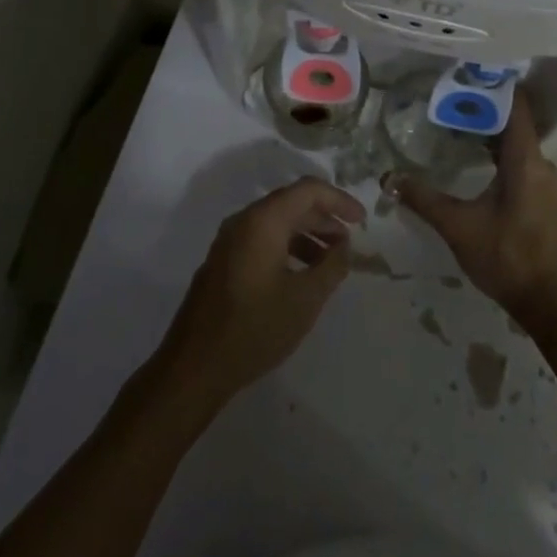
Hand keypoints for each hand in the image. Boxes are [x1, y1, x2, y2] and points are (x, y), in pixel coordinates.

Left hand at [156, 178, 364, 407]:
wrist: (194, 366)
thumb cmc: (254, 328)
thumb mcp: (305, 299)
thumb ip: (331, 266)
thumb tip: (344, 246)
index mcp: (262, 221)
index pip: (308, 190)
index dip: (339, 200)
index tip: (361, 221)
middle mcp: (243, 221)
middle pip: (291, 203)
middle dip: (324, 218)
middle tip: (349, 243)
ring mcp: (229, 241)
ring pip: (276, 223)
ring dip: (306, 235)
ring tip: (330, 262)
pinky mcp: (223, 261)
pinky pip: (261, 239)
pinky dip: (287, 247)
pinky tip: (301, 275)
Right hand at [388, 89, 556, 326]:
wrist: (550, 304)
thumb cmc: (507, 257)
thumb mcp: (458, 226)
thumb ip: (424, 199)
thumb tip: (390, 177)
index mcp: (526, 160)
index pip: (516, 106)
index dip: (494, 85)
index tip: (467, 70)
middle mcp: (540, 163)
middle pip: (514, 121)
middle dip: (483, 107)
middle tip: (448, 95)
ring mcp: (544, 182)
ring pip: (516, 143)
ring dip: (489, 131)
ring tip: (454, 121)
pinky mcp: (542, 198)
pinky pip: (519, 160)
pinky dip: (497, 151)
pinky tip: (473, 158)